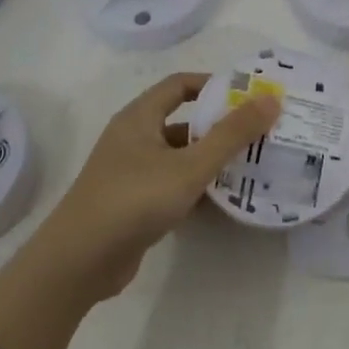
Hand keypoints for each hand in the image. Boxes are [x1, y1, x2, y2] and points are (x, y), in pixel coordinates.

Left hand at [0, 73, 277, 348]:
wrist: (78, 263)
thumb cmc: (133, 200)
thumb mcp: (189, 166)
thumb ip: (231, 134)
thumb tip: (271, 99)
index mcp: (139, 117)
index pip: (179, 84)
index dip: (213, 84)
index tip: (248, 94)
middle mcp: (133, 138)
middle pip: (182, 121)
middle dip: (219, 125)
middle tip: (259, 131)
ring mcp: (131, 172)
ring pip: (179, 156)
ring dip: (210, 159)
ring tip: (251, 164)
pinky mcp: (133, 204)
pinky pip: (172, 184)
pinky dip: (196, 187)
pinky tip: (224, 199)